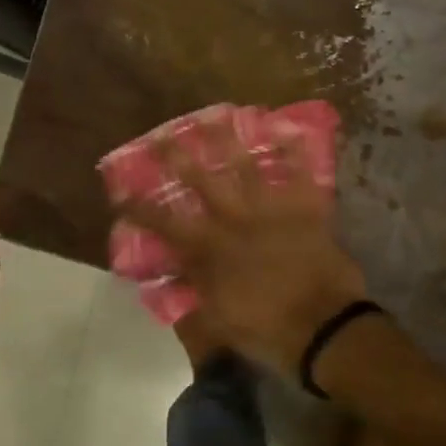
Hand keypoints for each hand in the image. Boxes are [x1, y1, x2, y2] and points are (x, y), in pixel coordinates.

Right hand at [119, 116, 367, 375]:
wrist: (324, 328)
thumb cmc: (268, 330)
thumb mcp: (218, 320)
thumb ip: (194, 291)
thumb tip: (172, 273)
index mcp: (211, 250)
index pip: (166, 224)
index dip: (141, 207)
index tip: (121, 191)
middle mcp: (235, 220)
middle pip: (201, 181)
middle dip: (178, 156)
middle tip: (163, 134)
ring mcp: (271, 210)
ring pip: (246, 167)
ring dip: (229, 140)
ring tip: (216, 115)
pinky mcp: (305, 209)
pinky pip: (301, 173)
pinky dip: (295, 152)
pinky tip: (287, 129)